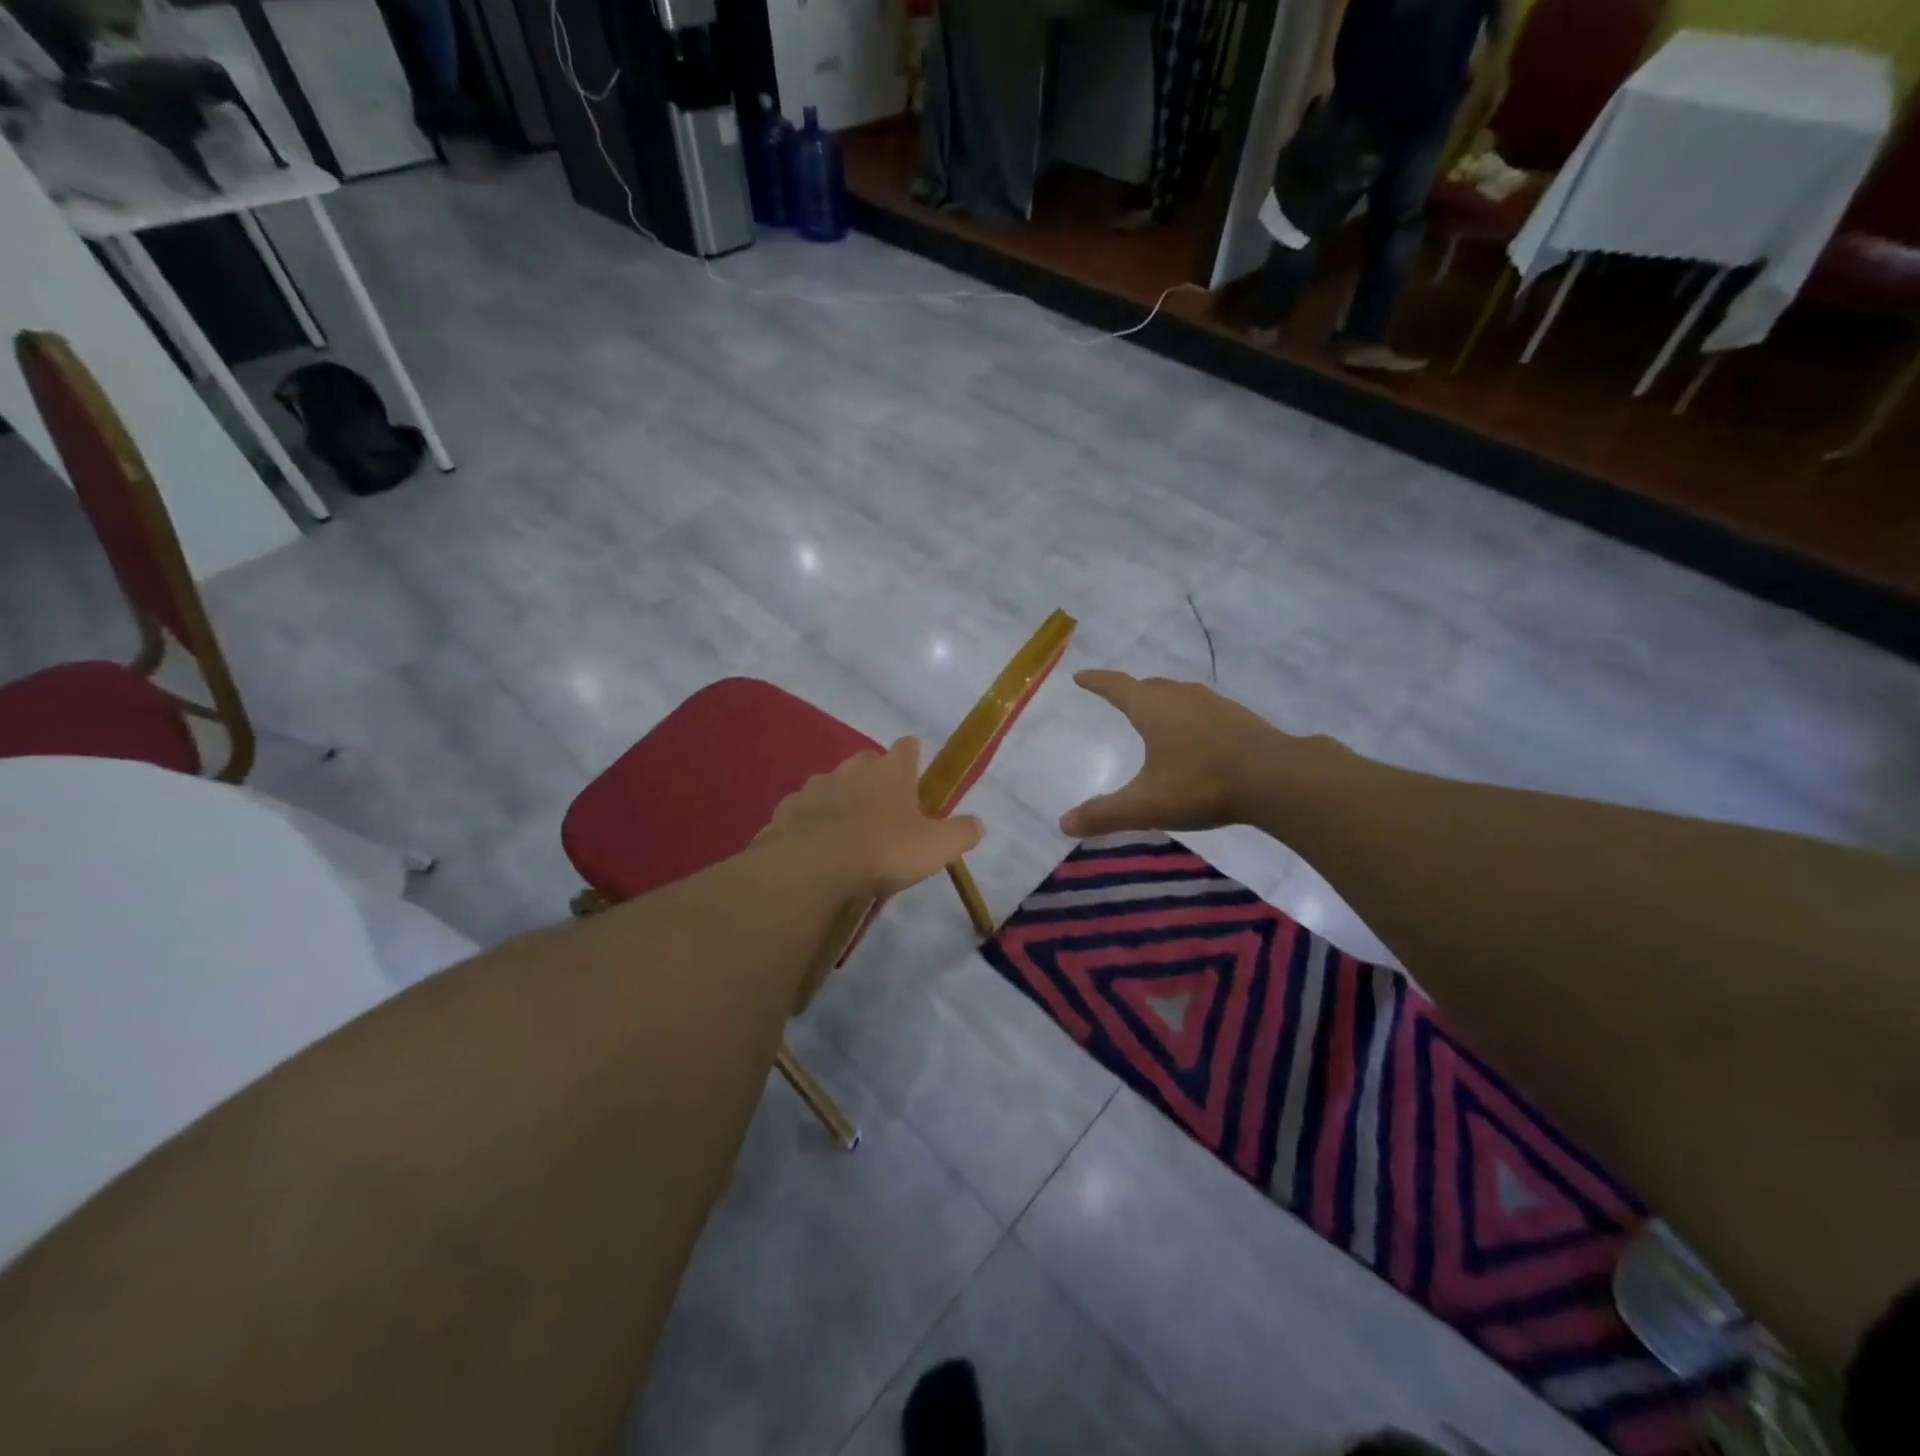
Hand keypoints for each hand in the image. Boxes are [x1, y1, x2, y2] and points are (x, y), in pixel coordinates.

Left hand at [761, 737, 984, 899]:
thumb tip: (978, 823)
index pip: (907, 747)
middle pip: (867, 761)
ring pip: (833, 784)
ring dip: (842, 799)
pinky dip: (812, 821)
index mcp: (891, 771)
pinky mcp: (787, 809)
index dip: (913, 754)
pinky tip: (816, 844)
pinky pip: (805, 809)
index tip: (916, 766)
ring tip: (848, 831)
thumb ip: (961, 833)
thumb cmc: (883, 850)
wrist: (811, 867)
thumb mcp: (935, 848)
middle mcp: (852, 769)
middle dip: (875, 777)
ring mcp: (816, 786)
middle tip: (885, 807)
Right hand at [1060, 671, 1281, 836]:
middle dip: (1131, 691)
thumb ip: (1104, 814)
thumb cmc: (1200, 784)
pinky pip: (1203, 709)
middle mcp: (1181, 696)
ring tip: (1156, 716)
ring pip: (1179, 695)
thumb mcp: (1145, 805)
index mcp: (1152, 708)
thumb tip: (1064, 823)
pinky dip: (1190, 716)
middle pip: (1149, 686)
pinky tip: (1197, 737)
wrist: (1274, 778)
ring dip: (1163, 701)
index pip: (1116, 687)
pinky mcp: (1240, 718)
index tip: (1081, 676)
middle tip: (1119, 699)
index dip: (1097, 682)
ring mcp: (1214, 704)